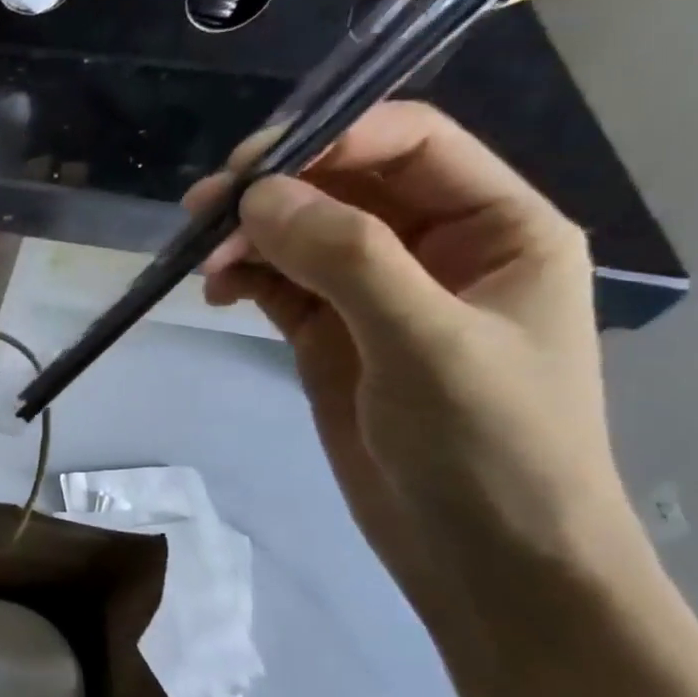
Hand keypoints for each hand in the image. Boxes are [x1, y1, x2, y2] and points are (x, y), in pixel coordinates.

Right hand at [194, 102, 641, 629]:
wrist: (486, 559)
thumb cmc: (489, 446)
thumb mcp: (425, 341)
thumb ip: (346, 257)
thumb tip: (254, 196)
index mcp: (495, 226)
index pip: (408, 144)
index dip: (331, 137)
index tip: (251, 167)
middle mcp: (436, 247)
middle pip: (343, 185)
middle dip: (273, 191)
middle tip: (202, 211)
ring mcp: (376, 295)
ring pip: (300, 235)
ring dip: (248, 237)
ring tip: (202, 262)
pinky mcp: (331, 337)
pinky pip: (280, 284)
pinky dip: (244, 277)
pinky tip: (216, 291)